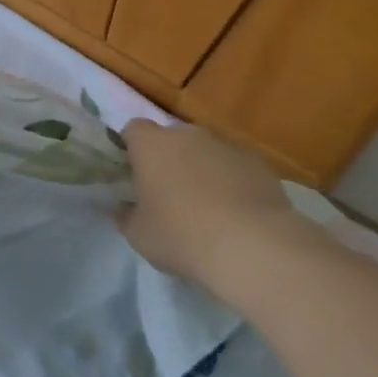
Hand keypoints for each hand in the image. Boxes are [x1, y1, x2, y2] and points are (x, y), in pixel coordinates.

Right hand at [118, 120, 307, 290]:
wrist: (253, 247)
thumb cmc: (182, 236)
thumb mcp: (140, 236)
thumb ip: (125, 216)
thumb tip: (120, 208)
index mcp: (151, 145)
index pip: (133, 130)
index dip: (131, 148)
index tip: (133, 174)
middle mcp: (187, 134)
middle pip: (171, 138)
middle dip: (168, 159)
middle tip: (167, 194)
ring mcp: (225, 145)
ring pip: (205, 151)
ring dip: (200, 169)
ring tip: (205, 208)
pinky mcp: (257, 162)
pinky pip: (234, 166)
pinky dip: (231, 181)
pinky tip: (235, 213)